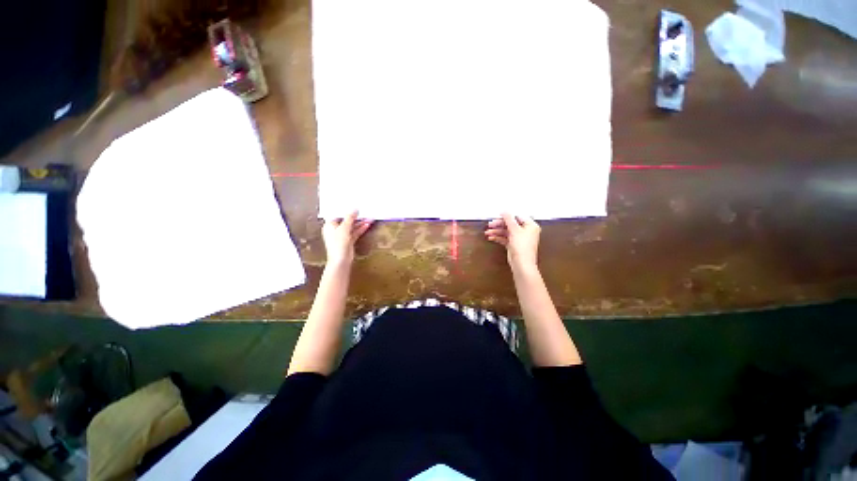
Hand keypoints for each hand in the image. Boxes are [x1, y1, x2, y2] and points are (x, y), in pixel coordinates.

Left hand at [322, 211, 372, 265]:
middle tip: (364, 210)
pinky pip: (354, 232)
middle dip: (355, 216)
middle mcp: (335, 229)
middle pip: (346, 220)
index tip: (353, 204)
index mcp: (329, 225)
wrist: (340, 260)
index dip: (345, 209)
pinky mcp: (348, 241)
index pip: (338, 214)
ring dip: (360, 222)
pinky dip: (360, 229)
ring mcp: (342, 235)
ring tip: (369, 217)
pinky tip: (367, 224)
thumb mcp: (344, 228)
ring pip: (352, 226)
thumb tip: (355, 209)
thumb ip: (350, 217)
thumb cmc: (338, 243)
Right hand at [485, 213, 540, 269]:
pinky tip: (491, 237)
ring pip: (507, 232)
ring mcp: (520, 239)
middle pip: (511, 224)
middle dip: (500, 225)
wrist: (522, 264)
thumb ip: (509, 219)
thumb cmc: (522, 246)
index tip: (497, 215)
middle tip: (490, 224)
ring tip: (488, 232)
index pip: (518, 217)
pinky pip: (506, 238)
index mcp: (531, 225)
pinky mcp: (514, 245)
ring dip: (497, 231)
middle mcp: (526, 231)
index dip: (507, 216)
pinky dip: (499, 237)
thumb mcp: (515, 230)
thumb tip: (504, 211)